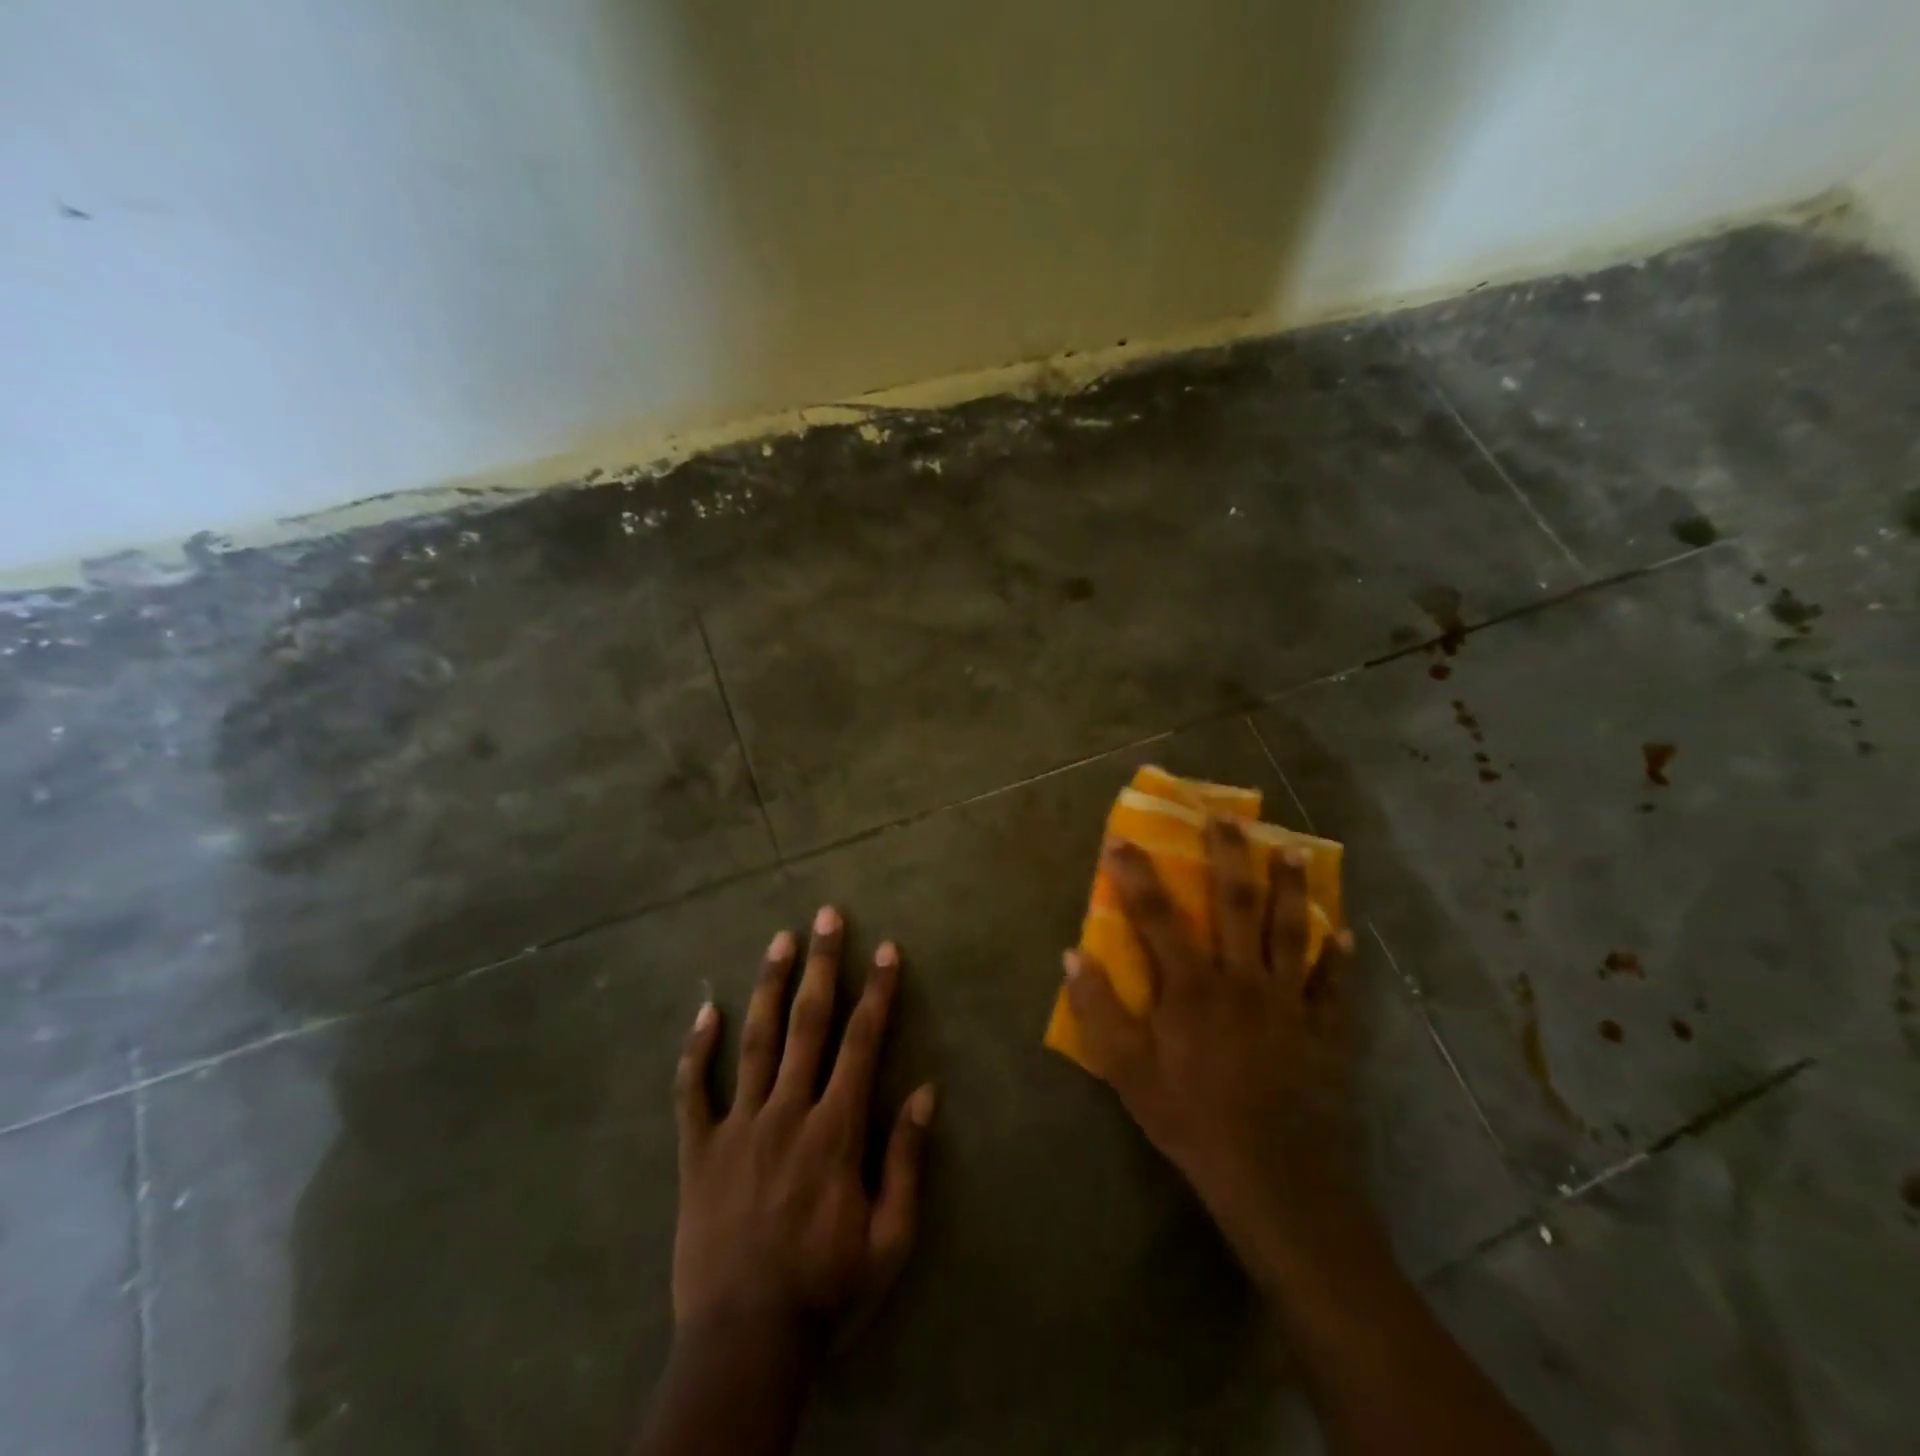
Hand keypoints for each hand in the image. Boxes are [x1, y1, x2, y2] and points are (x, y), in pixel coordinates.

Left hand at [672, 906, 935, 1342]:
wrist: (743, 1345)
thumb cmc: (826, 1291)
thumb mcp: (890, 1239)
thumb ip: (907, 1162)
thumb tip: (927, 1093)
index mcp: (835, 1130)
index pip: (863, 1042)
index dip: (878, 991)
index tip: (887, 949)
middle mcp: (787, 1111)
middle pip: (808, 1023)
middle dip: (822, 965)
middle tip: (826, 916)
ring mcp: (738, 1127)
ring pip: (754, 1041)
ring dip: (769, 986)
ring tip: (779, 940)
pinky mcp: (698, 1151)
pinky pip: (693, 1091)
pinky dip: (696, 1049)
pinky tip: (704, 1009)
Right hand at [1062, 823, 1371, 1279]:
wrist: (1274, 1179)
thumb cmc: (1191, 1120)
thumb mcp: (1126, 1071)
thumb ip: (1097, 1009)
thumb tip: (1072, 954)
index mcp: (1191, 985)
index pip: (1155, 915)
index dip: (1135, 873)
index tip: (1121, 837)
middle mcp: (1241, 978)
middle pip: (1234, 903)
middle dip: (1226, 854)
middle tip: (1225, 816)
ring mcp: (1289, 1002)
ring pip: (1289, 930)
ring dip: (1288, 886)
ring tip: (1290, 848)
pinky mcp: (1323, 1030)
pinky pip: (1334, 985)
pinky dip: (1340, 959)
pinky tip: (1345, 935)